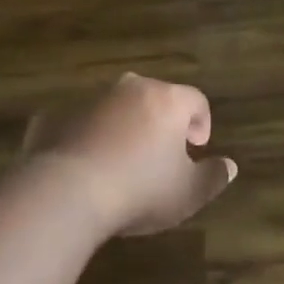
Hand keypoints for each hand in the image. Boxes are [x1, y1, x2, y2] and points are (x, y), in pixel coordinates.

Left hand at [23, 73, 236, 236]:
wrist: (65, 193)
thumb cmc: (139, 190)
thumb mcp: (188, 193)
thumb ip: (213, 177)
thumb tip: (230, 166)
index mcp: (166, 100)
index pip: (195, 99)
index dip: (201, 121)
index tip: (197, 146)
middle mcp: (128, 89)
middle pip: (154, 97)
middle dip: (161, 121)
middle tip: (161, 153)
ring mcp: (88, 99)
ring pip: (114, 108)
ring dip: (122, 127)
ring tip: (121, 162)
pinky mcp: (54, 116)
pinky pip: (78, 123)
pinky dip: (85, 138)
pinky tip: (84, 167)